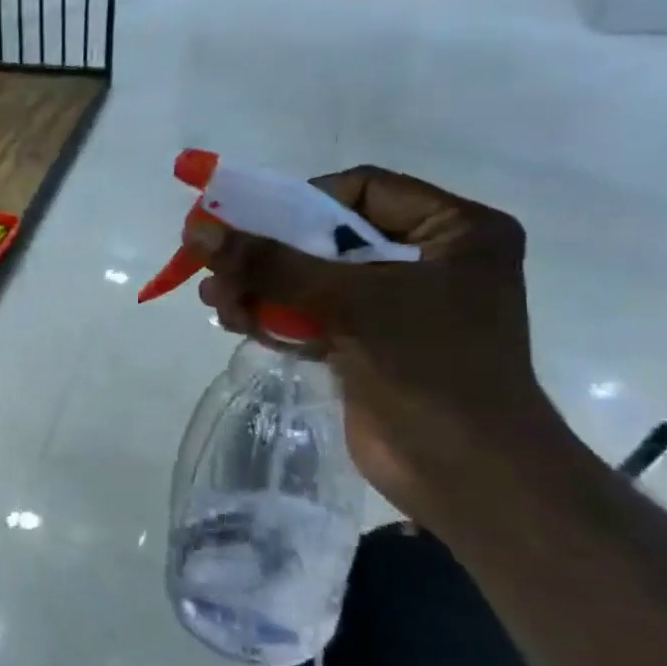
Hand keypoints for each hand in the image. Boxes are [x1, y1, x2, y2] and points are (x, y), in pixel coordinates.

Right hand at [190, 167, 557, 513]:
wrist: (469, 476)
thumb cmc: (431, 369)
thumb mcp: (350, 303)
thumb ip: (270, 264)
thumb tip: (197, 231)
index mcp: (454, 232)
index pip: (362, 188)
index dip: (300, 201)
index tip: (246, 223)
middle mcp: (426, 261)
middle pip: (325, 236)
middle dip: (266, 253)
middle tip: (213, 264)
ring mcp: (394, 306)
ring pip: (308, 278)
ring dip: (258, 287)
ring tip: (217, 301)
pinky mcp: (366, 343)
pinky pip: (308, 314)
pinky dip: (271, 316)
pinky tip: (235, 321)